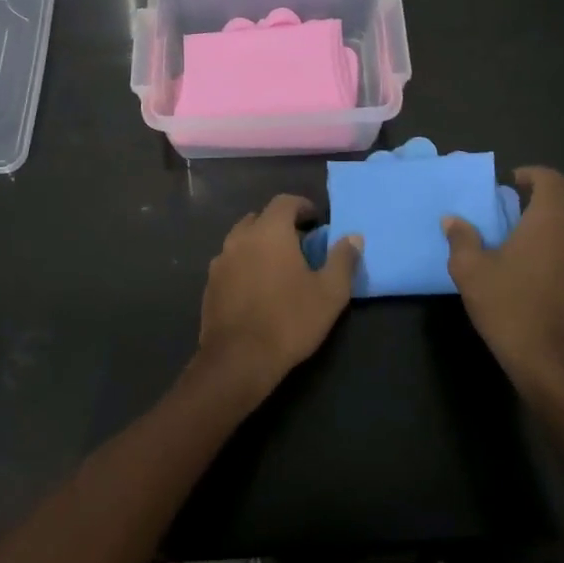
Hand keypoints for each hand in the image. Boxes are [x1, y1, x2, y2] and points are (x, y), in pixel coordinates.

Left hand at [196, 196, 360, 400]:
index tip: (316, 221)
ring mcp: (220, 261)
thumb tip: (354, 237)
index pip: (285, 202)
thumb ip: (342, 260)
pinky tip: (256, 289)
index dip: (302, 206)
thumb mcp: (330, 292)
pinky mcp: (209, 285)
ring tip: (278, 267)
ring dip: (259, 245)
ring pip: (241, 240)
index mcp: (269, 231)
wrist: (238, 360)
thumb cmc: (289, 320)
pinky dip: (244, 265)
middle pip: (260, 218)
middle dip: (279, 225)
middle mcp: (240, 238)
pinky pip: (230, 263)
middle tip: (299, 245)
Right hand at [443, 167, 563, 393]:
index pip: (552, 180)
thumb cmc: (507, 305)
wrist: (546, 357)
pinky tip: (547, 255)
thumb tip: (452, 220)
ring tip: (540, 225)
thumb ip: (461, 239)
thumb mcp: (470, 270)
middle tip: (536, 196)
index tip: (513, 182)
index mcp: (549, 222)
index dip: (533, 174)